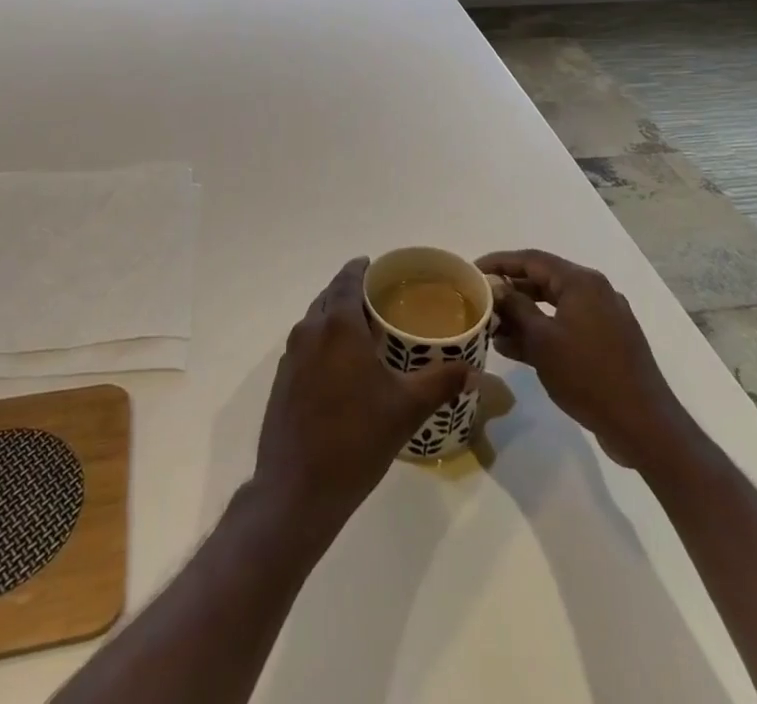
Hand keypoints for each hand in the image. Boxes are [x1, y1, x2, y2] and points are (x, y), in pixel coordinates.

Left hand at [253, 257, 470, 527]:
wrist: (298, 489)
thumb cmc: (356, 440)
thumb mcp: (407, 409)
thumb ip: (441, 383)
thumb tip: (473, 370)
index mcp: (338, 326)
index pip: (347, 280)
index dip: (361, 269)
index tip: (376, 266)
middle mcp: (310, 330)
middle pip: (330, 297)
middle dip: (350, 292)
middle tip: (378, 300)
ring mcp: (291, 356)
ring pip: (315, 321)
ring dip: (335, 317)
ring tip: (364, 332)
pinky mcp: (282, 380)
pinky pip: (306, 345)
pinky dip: (323, 341)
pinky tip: (342, 367)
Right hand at [476, 249, 681, 469]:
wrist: (644, 427)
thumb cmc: (588, 376)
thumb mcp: (543, 340)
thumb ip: (516, 308)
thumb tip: (496, 287)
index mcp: (581, 282)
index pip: (531, 260)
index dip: (499, 262)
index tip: (472, 270)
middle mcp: (595, 292)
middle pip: (543, 281)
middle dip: (510, 291)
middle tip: (480, 300)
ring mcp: (604, 319)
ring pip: (554, 307)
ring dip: (523, 315)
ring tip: (491, 328)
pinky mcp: (608, 343)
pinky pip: (567, 327)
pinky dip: (542, 333)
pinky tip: (514, 348)